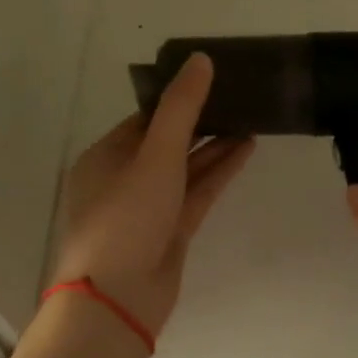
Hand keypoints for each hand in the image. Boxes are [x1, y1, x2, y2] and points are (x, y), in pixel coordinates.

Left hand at [50, 54, 253, 335]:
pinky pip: (197, 192)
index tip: (212, 79)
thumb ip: (181, 108)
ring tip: (251, 119)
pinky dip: (219, 172)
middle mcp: (124, 178)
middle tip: (239, 96)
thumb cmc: (127, 217)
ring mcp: (149, 207)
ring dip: (215, 145)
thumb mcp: (155, 154)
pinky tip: (246, 149)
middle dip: (201, 121)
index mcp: (106, 156)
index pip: (145, 118)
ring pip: (186, 168)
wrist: (119, 298)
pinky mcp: (171, 231)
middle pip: (167, 141)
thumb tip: (200, 59)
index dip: (178, 98)